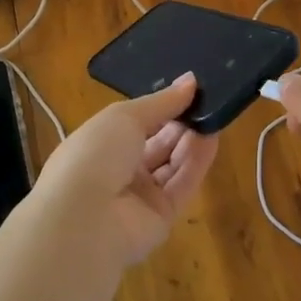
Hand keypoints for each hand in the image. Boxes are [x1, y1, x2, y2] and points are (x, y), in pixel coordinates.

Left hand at [31, 73, 218, 266]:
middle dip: (180, 121)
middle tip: (207, 100)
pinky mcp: (161, 217)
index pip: (136, 122)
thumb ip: (161, 101)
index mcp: (100, 143)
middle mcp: (119, 169)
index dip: (161, 106)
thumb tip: (191, 80)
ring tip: (215, 113)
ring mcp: (139, 196)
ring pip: (172, 163)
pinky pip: (182, 185)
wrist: (85, 221)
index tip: (190, 88)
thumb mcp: (124, 116)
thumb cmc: (95, 154)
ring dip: (191, 139)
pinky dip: (198, 162)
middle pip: (157, 142)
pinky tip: (213, 137)